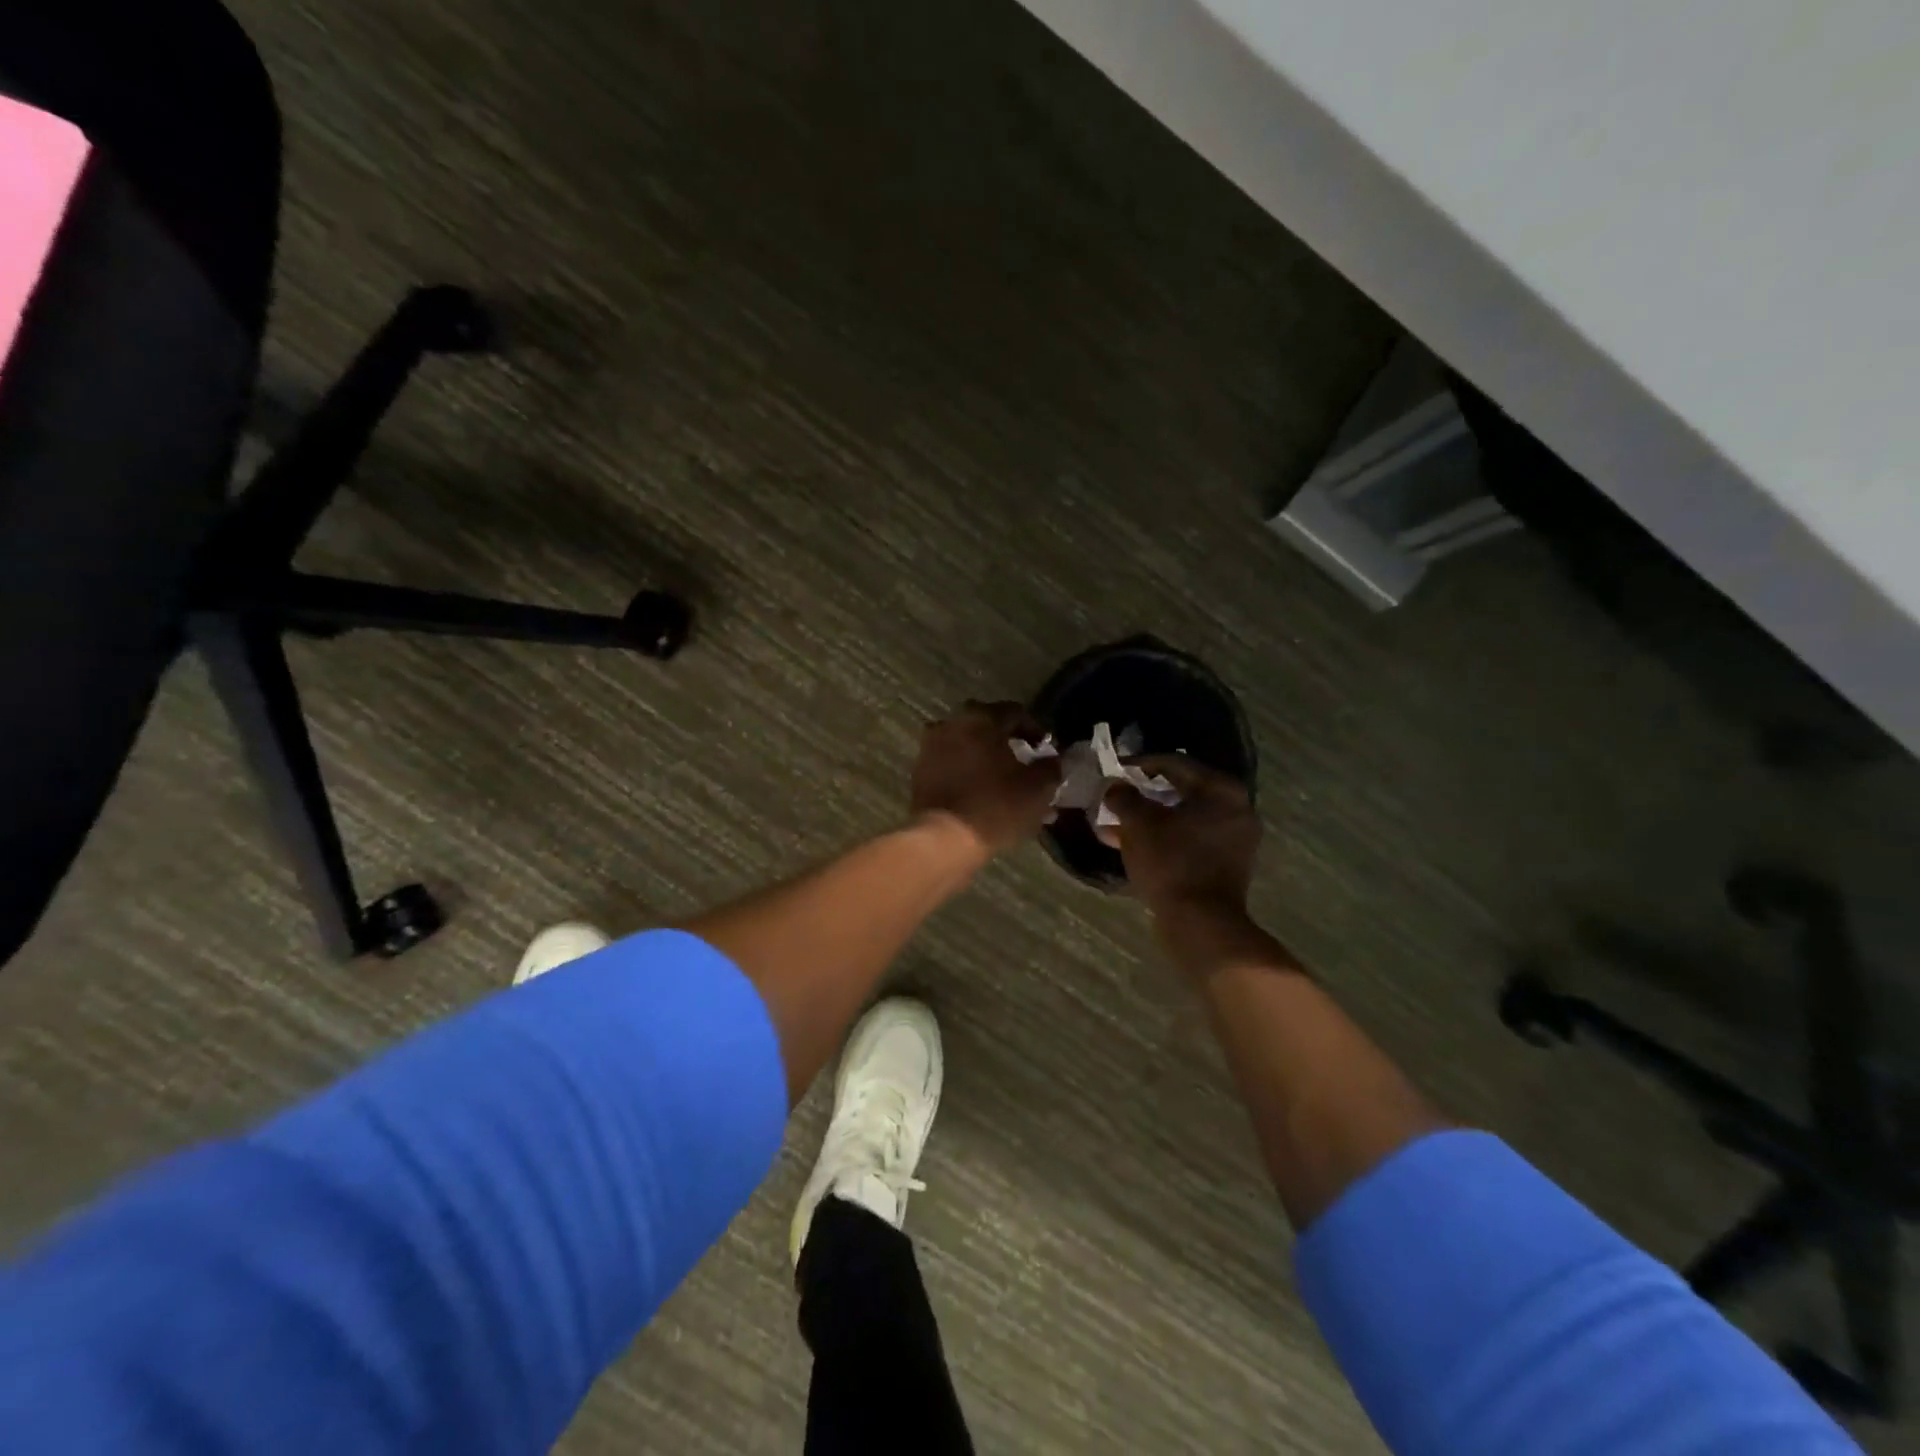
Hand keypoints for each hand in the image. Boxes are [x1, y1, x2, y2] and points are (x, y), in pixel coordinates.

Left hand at [909, 701, 1058, 857]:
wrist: (944, 839)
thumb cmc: (996, 806)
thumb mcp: (1038, 788)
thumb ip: (1050, 766)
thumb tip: (1050, 759)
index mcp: (981, 718)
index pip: (1015, 712)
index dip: (1035, 730)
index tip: (1045, 751)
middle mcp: (951, 724)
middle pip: (987, 727)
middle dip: (1008, 743)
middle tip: (1024, 764)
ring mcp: (930, 747)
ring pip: (967, 747)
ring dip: (986, 760)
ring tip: (1003, 784)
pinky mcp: (920, 772)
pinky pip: (951, 765)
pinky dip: (967, 774)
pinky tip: (982, 795)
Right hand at [1108, 757, 1260, 918]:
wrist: (1200, 923)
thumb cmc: (1171, 862)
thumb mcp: (1138, 823)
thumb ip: (1124, 797)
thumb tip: (1115, 786)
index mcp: (1221, 790)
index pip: (1175, 763)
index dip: (1140, 764)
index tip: (1115, 769)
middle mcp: (1236, 809)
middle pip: (1181, 792)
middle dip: (1143, 796)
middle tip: (1116, 797)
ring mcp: (1234, 840)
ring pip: (1182, 820)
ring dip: (1149, 820)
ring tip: (1115, 825)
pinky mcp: (1226, 866)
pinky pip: (1189, 841)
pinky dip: (1163, 839)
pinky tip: (1131, 846)